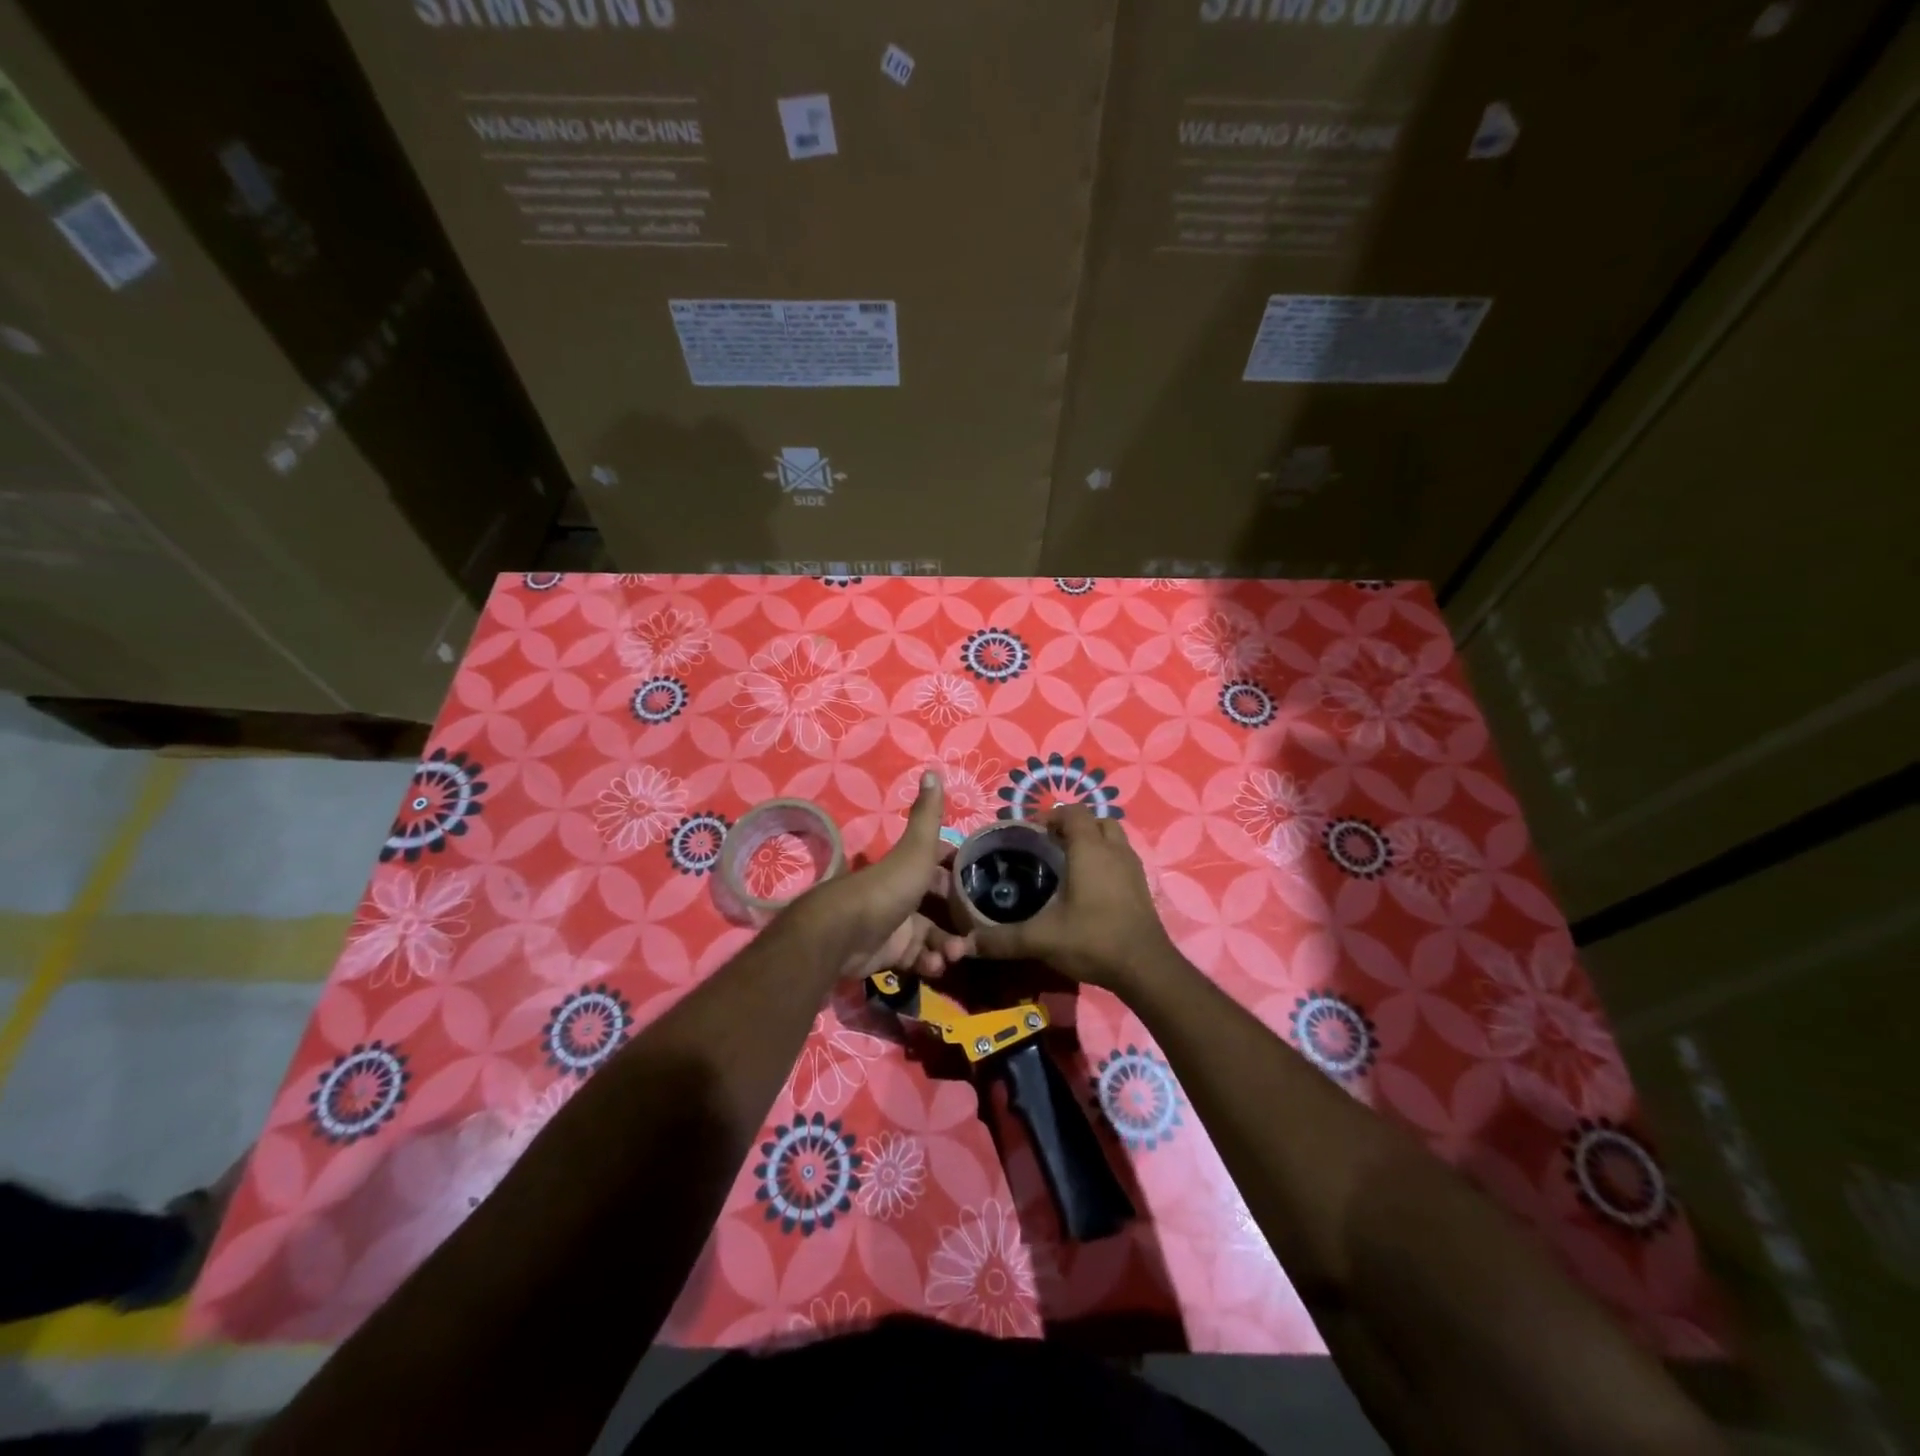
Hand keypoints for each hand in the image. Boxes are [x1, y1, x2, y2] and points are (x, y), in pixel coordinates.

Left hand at [784, 772, 971, 980]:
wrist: (846, 933)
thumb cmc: (888, 887)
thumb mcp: (916, 850)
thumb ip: (928, 817)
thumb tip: (932, 769)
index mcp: (909, 869)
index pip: (940, 868)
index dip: (960, 875)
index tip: (984, 886)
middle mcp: (903, 895)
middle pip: (939, 907)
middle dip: (959, 920)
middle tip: (975, 933)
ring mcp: (895, 926)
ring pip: (931, 937)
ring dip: (946, 946)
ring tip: (953, 955)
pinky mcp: (889, 955)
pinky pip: (916, 960)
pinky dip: (928, 964)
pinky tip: (935, 966)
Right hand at [970, 805, 1175, 989]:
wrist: (1145, 968)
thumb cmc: (1092, 939)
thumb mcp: (1041, 939)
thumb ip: (1002, 940)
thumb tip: (964, 945)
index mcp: (1089, 849)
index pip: (1073, 812)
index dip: (1052, 816)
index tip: (1032, 833)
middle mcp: (1114, 850)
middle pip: (1096, 820)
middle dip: (1074, 826)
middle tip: (1051, 846)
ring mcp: (1133, 868)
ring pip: (1113, 838)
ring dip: (1093, 842)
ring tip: (1070, 864)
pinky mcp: (1142, 887)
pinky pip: (1122, 859)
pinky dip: (1106, 862)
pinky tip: (1091, 888)